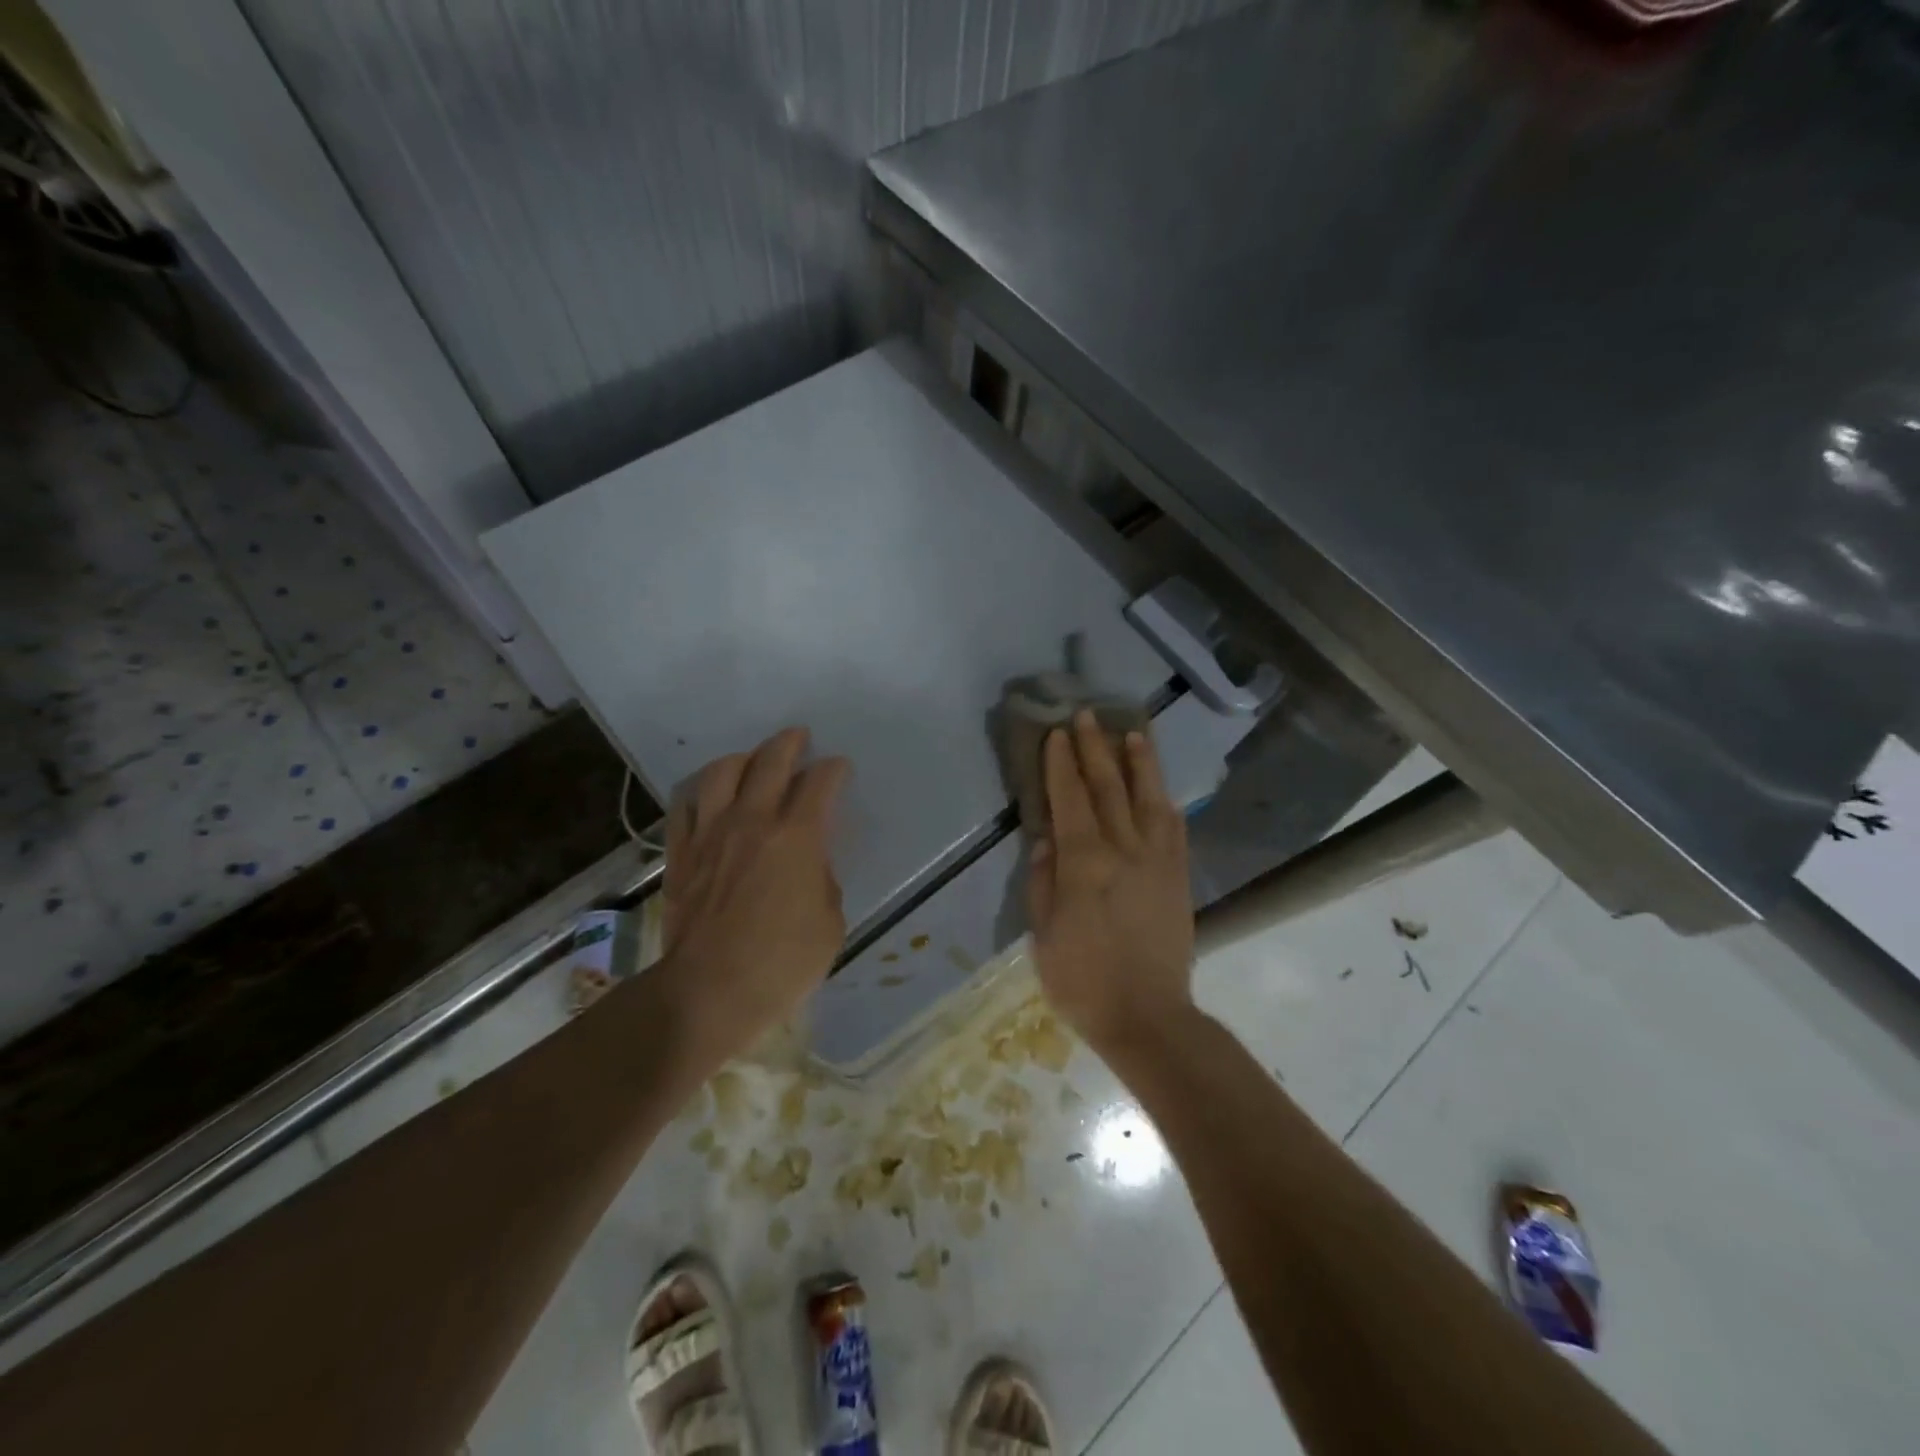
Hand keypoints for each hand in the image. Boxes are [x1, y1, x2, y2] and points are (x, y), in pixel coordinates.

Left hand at [659, 727, 849, 1061]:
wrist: (707, 992)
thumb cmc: (781, 964)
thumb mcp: (830, 924)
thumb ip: (823, 881)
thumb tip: (809, 865)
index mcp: (796, 837)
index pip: (819, 784)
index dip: (833, 770)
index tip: (839, 768)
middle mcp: (752, 822)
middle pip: (770, 763)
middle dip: (789, 743)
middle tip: (799, 738)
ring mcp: (710, 835)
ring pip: (721, 773)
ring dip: (742, 758)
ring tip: (752, 760)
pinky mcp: (680, 854)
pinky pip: (685, 806)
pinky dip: (701, 791)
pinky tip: (709, 794)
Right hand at [1027, 710, 1195, 1054]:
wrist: (1148, 1016)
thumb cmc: (1083, 980)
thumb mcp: (1044, 935)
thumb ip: (1042, 881)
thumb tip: (1046, 839)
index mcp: (1083, 863)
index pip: (1069, 800)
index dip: (1061, 764)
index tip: (1057, 734)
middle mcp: (1123, 850)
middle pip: (1108, 788)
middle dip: (1095, 748)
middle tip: (1087, 716)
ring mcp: (1157, 861)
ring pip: (1149, 798)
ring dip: (1139, 763)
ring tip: (1134, 733)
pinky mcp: (1178, 877)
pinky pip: (1175, 829)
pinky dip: (1166, 803)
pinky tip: (1162, 790)